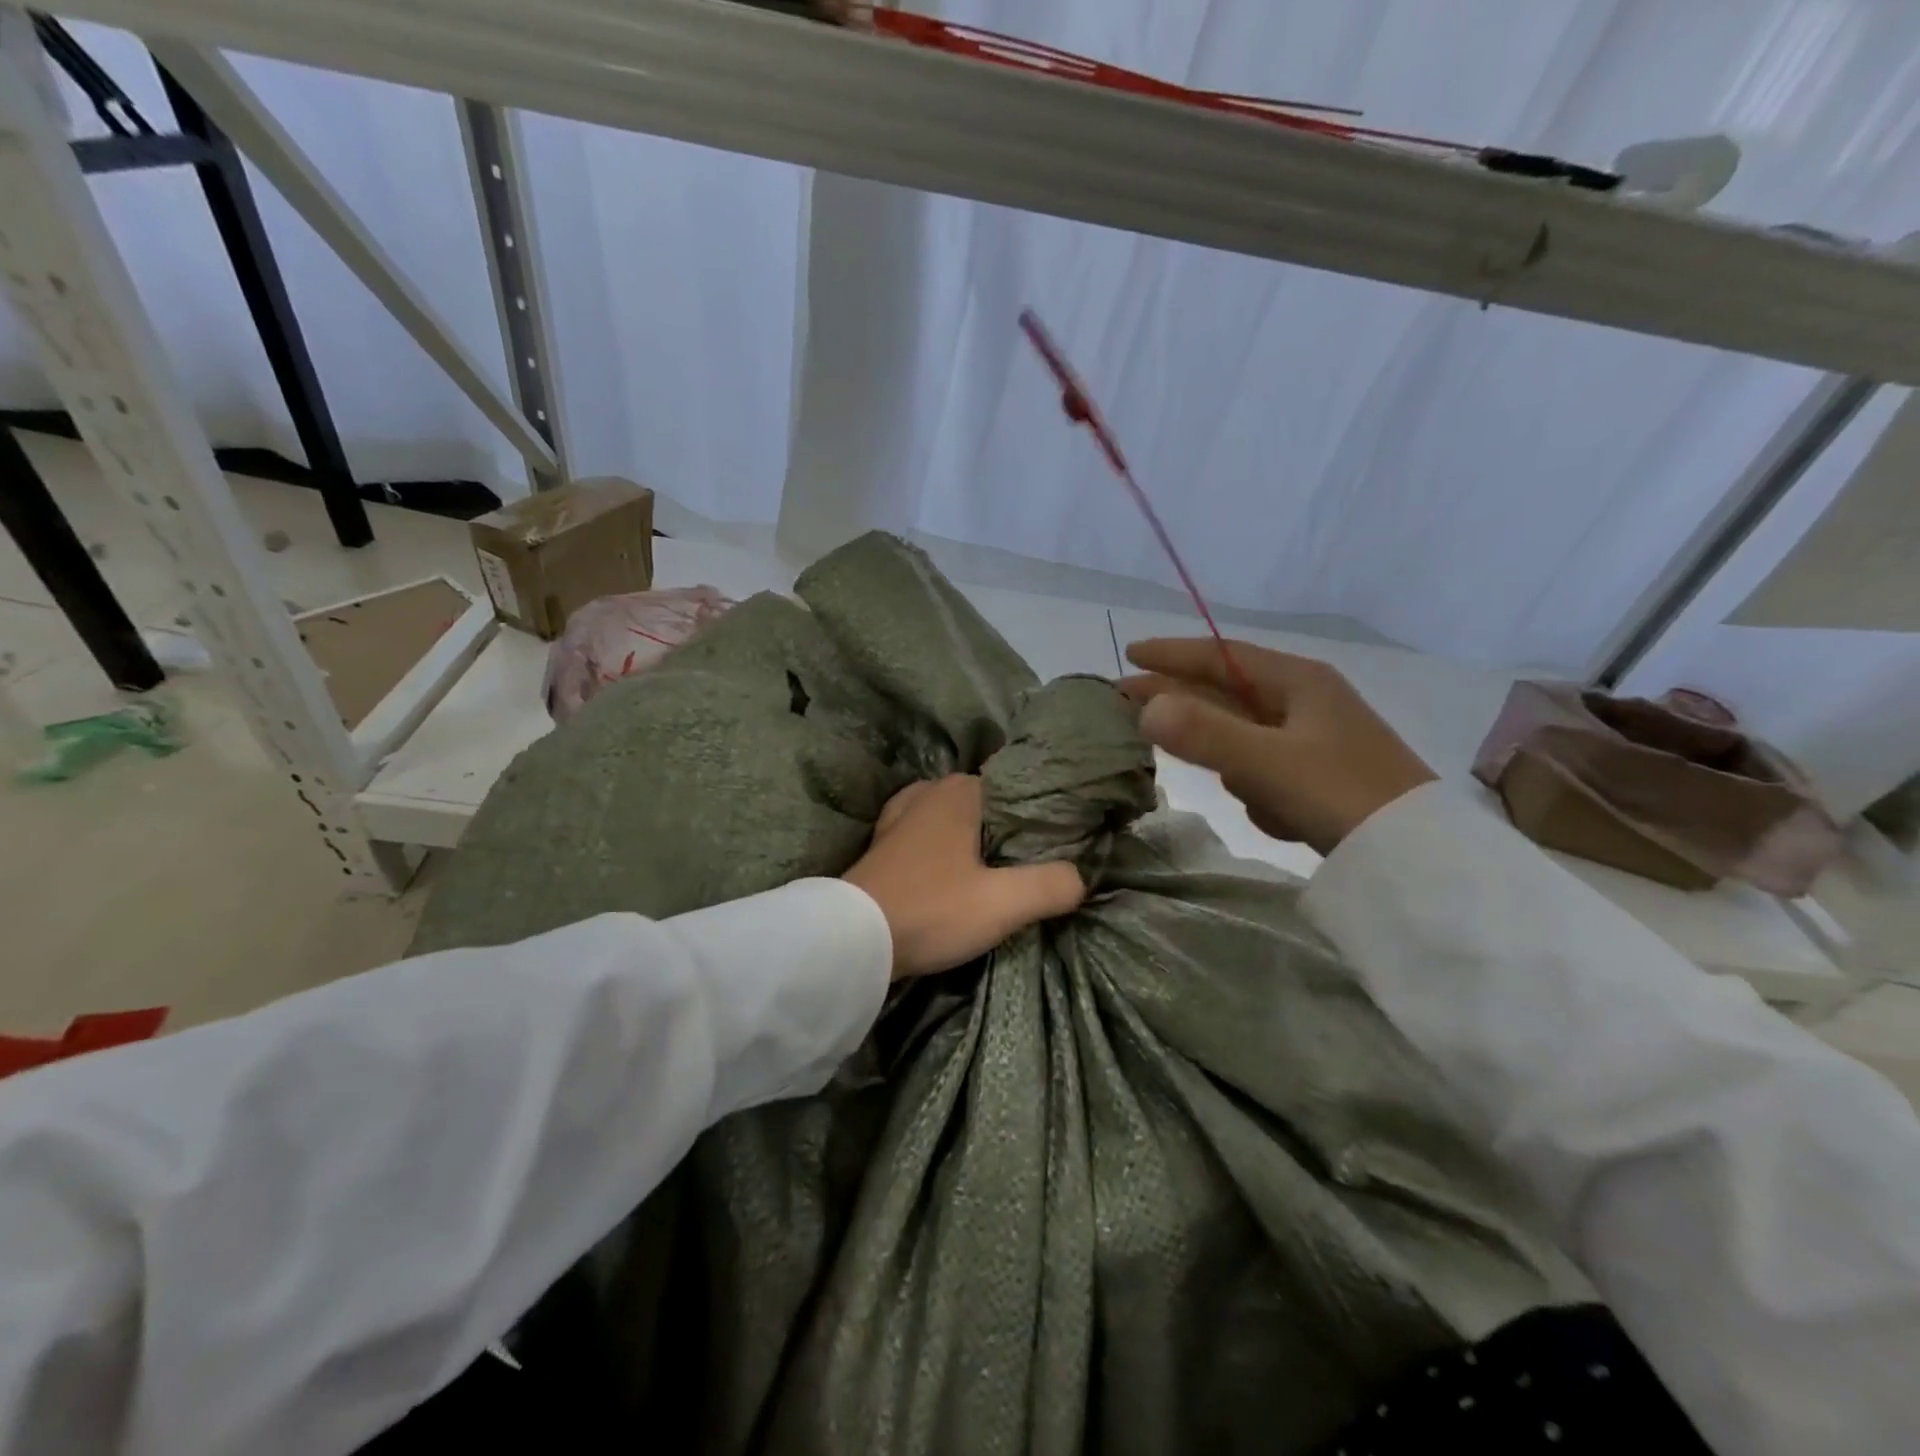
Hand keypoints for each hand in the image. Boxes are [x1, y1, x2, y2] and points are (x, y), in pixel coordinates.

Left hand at [843, 775, 1086, 979]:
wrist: (852, 941)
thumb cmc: (931, 909)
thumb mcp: (1003, 903)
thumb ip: (1051, 885)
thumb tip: (1080, 877)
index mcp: (960, 791)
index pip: (1017, 789)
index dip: (1042, 816)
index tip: (1062, 845)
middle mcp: (929, 792)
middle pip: (987, 805)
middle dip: (1010, 830)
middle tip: (1037, 864)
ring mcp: (900, 815)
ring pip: (956, 821)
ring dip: (976, 842)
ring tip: (1001, 872)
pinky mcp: (883, 843)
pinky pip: (929, 837)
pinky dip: (946, 850)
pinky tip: (957, 873)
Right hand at [1119, 638, 1435, 855]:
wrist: (1421, 859)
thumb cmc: (1343, 795)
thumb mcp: (1268, 762)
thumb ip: (1204, 733)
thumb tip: (1144, 706)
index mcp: (1299, 682)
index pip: (1222, 656)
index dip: (1174, 654)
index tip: (1130, 655)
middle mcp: (1306, 701)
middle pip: (1227, 693)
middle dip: (1182, 703)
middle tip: (1127, 704)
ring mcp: (1315, 739)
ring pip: (1245, 738)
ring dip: (1235, 765)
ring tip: (1246, 792)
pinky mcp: (1320, 775)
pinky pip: (1267, 772)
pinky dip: (1262, 791)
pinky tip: (1280, 817)